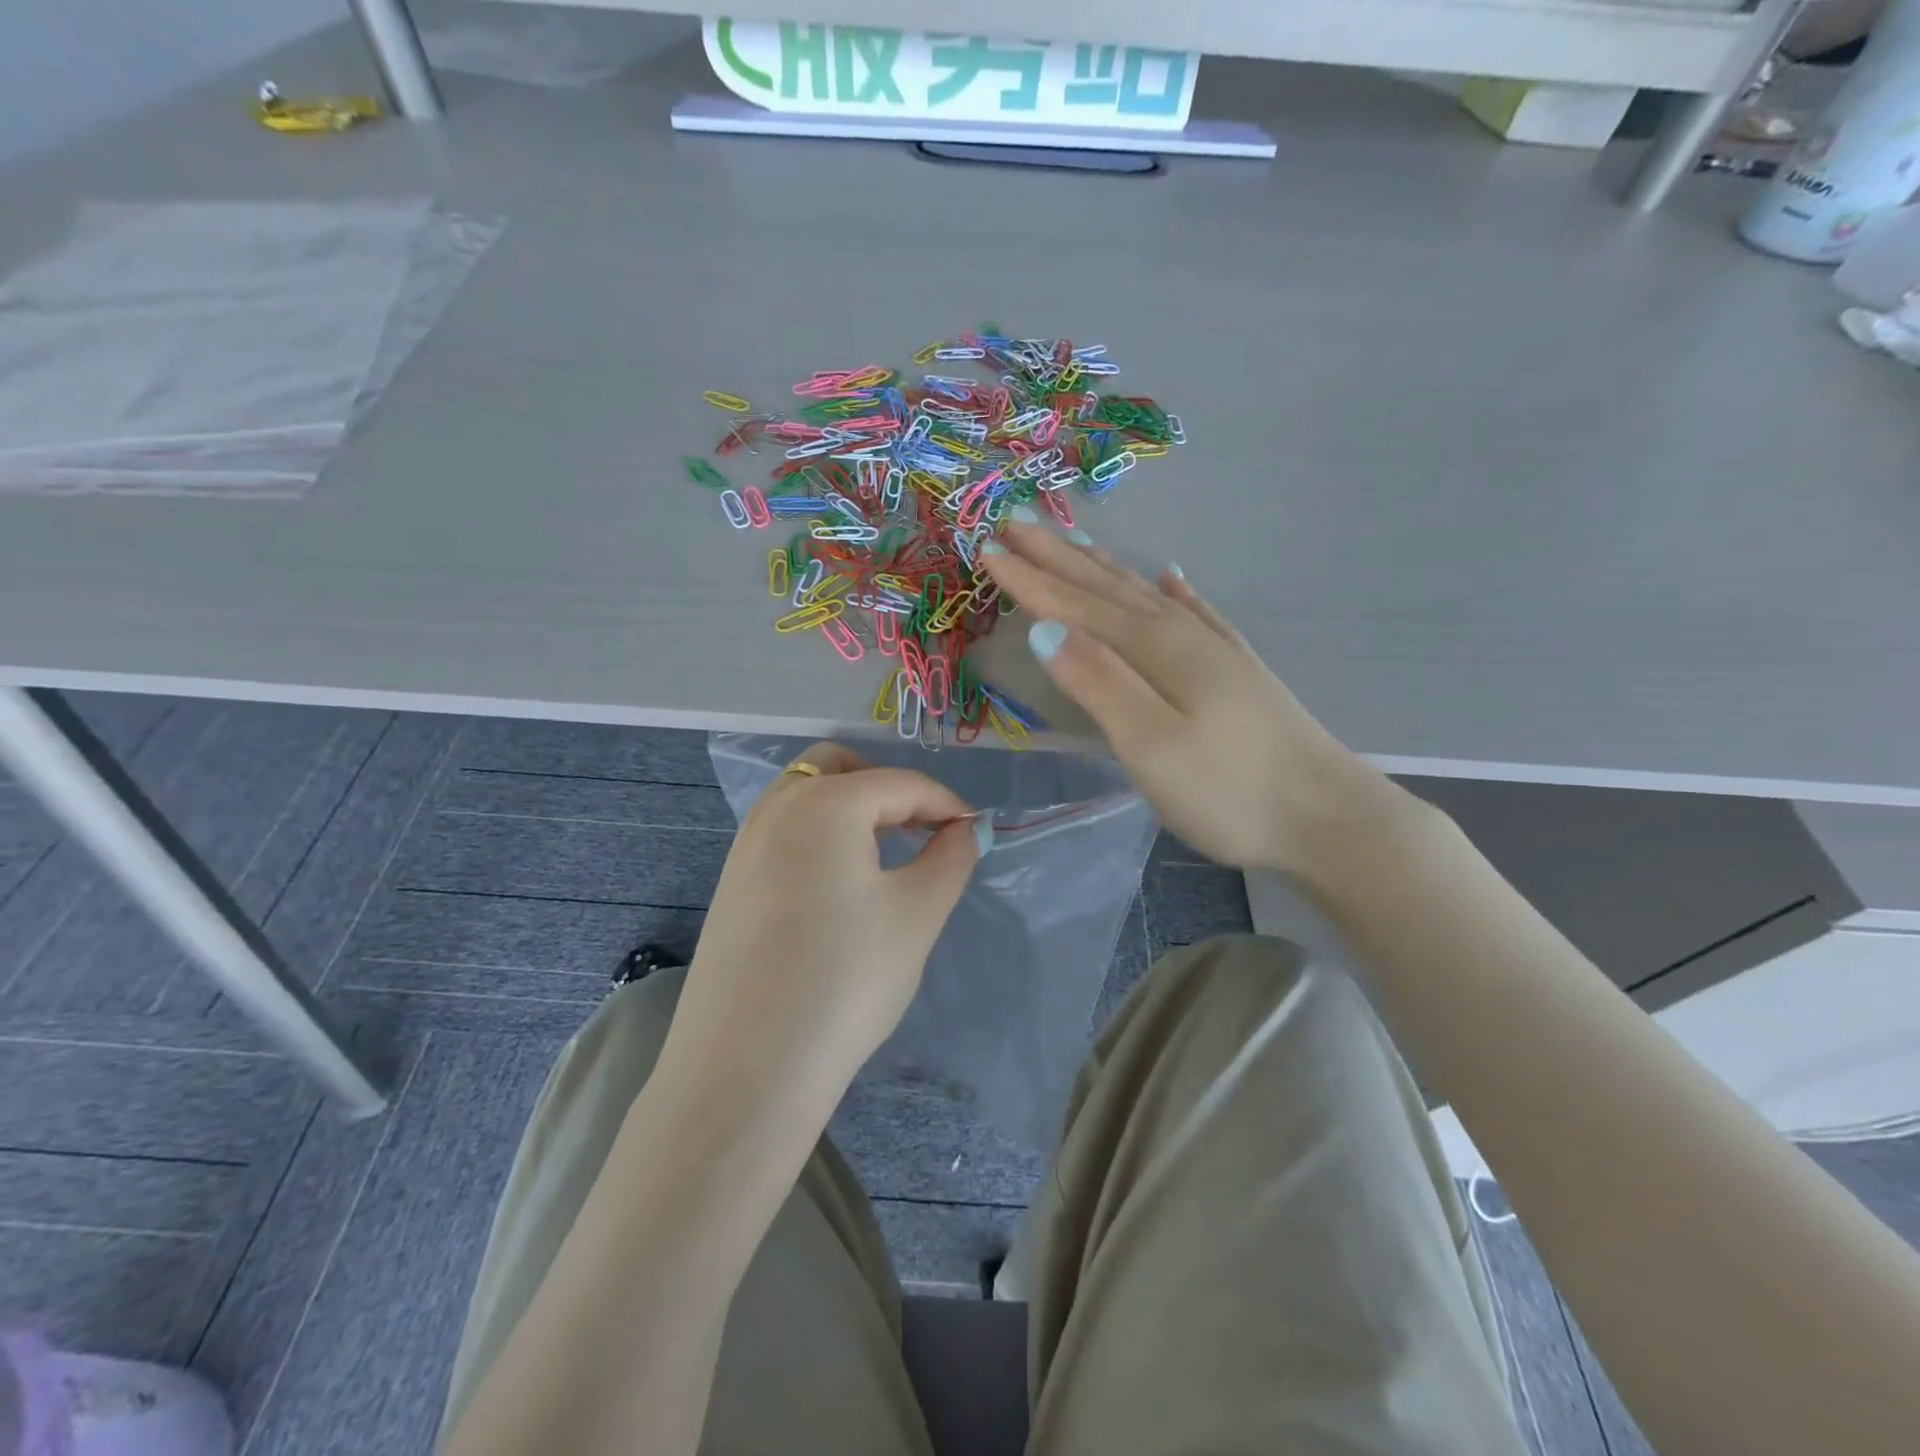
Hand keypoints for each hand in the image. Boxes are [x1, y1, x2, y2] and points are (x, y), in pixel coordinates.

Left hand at [660, 744, 982, 1120]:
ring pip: (806, 797)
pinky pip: (784, 832)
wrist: (746, 1069)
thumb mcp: (917, 914)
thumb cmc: (846, 979)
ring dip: (851, 809)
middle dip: (887, 788)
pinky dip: (820, 836)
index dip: (946, 803)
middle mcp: (776, 809)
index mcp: (824, 803)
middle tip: (921, 830)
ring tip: (886, 857)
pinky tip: (840, 888)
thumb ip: (950, 858)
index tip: (974, 833)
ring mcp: (744, 845)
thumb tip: (964, 830)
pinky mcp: (731, 883)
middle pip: (839, 768)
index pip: (900, 783)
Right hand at [980, 521, 1404, 877]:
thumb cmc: (1229, 791)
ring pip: (1145, 594)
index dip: (1030, 578)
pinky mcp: (1237, 671)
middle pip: (1107, 587)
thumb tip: (1044, 630)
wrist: (1327, 818)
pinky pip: (1195, 613)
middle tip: (1016, 521)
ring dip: (1104, 568)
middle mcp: (1182, 635)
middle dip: (1057, 557)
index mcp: (1155, 649)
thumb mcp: (1150, 744)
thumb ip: (1098, 682)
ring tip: (1075, 540)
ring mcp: (1214, 650)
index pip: (1076, 605)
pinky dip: (1176, 592)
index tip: (987, 546)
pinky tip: (1173, 578)